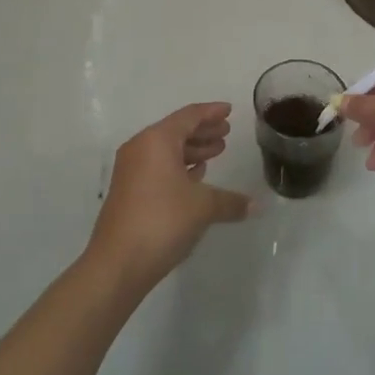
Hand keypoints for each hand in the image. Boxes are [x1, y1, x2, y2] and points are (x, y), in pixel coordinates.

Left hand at [86, 103, 251, 292]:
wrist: (117, 264)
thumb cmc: (162, 221)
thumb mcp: (203, 207)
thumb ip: (231, 201)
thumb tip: (256, 205)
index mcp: (157, 140)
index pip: (189, 116)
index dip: (211, 112)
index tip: (229, 110)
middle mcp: (140, 148)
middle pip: (176, 131)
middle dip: (203, 131)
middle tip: (226, 133)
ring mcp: (131, 170)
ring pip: (166, 150)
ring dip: (192, 150)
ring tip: (215, 154)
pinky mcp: (128, 191)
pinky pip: (157, 167)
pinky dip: (178, 167)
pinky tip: (195, 176)